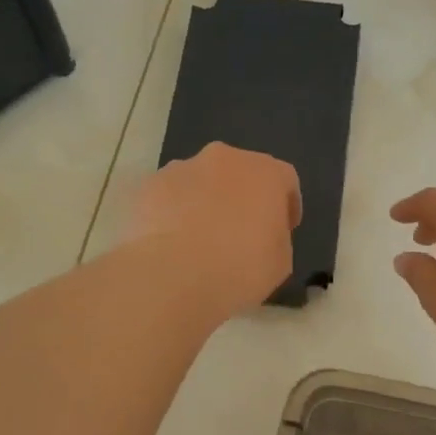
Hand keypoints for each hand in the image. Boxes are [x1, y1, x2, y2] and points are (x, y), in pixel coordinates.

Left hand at [128, 143, 301, 313]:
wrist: (174, 276)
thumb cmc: (240, 269)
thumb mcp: (280, 262)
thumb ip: (276, 237)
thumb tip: (262, 234)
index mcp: (266, 173)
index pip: (285, 180)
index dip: (286, 205)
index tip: (282, 230)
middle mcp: (225, 158)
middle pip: (239, 172)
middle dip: (242, 196)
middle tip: (240, 231)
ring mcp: (182, 168)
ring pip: (201, 180)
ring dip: (205, 200)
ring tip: (199, 239)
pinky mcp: (149, 185)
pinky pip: (169, 196)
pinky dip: (173, 211)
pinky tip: (171, 241)